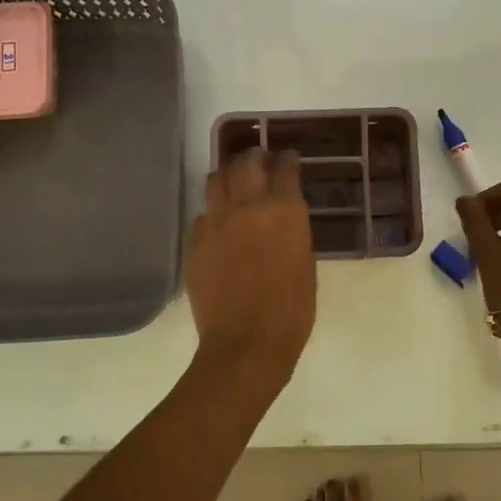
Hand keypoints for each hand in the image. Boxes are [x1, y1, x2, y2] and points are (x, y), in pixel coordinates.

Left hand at [186, 149, 317, 375]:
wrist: (246, 344)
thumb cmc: (292, 311)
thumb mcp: (306, 264)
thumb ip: (293, 231)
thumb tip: (282, 219)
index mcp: (284, 211)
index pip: (285, 168)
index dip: (287, 160)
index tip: (288, 158)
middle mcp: (248, 206)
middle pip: (246, 163)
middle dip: (254, 157)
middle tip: (259, 160)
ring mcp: (216, 222)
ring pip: (216, 179)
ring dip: (228, 175)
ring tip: (234, 181)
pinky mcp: (194, 241)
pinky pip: (202, 214)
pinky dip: (213, 212)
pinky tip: (219, 224)